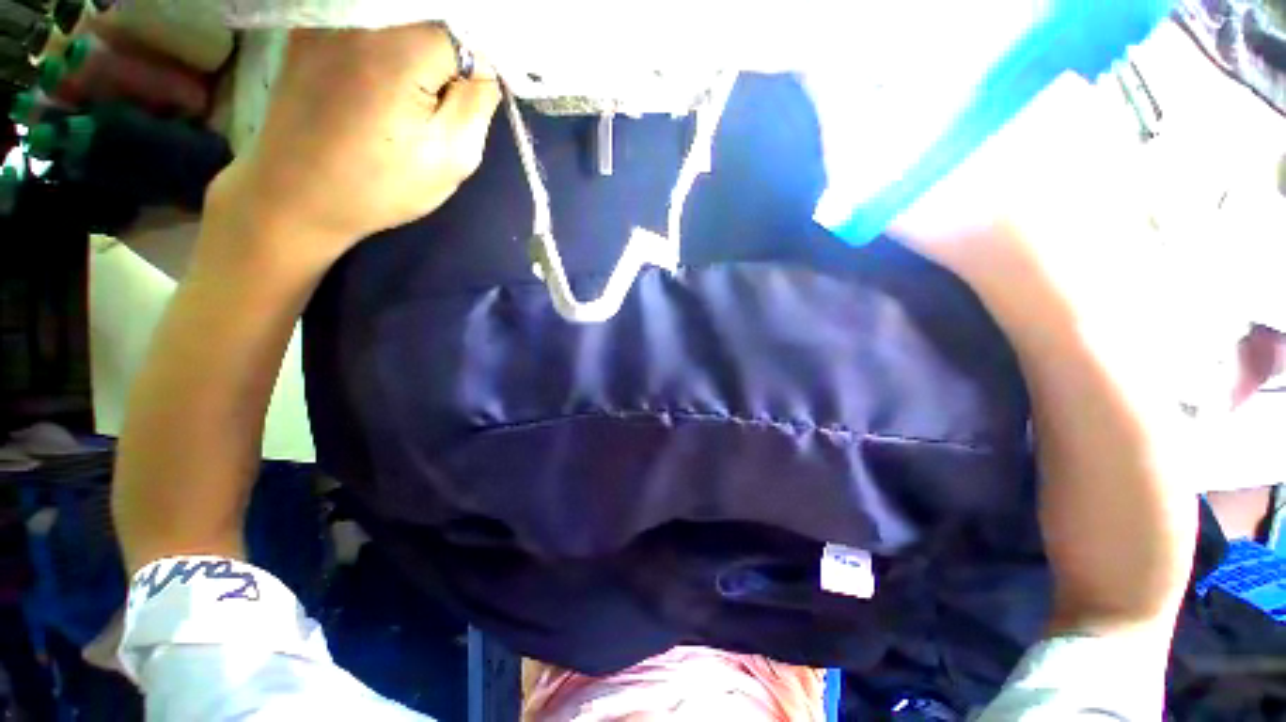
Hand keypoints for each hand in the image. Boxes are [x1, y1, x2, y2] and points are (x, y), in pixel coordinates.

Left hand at [207, 24, 499, 268]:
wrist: (296, 195)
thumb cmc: (381, 185)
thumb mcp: (452, 157)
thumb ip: (477, 104)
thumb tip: (485, 69)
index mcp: (398, 50)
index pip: (465, 34)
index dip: (479, 66)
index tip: (476, 98)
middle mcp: (360, 17)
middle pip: (433, 16)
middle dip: (453, 52)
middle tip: (449, 96)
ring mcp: (329, 18)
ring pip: (401, 15)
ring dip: (423, 45)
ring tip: (417, 90)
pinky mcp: (310, 28)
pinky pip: (368, 19)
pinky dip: (390, 40)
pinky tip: (386, 77)